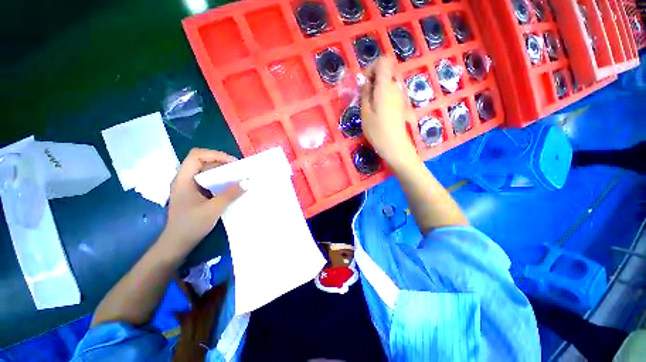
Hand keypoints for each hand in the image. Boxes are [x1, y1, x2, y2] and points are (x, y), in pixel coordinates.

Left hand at [161, 148, 243, 255]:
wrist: (178, 244)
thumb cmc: (191, 225)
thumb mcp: (213, 209)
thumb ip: (230, 194)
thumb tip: (247, 182)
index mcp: (184, 179)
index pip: (197, 156)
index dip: (215, 155)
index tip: (233, 163)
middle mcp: (185, 179)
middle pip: (203, 162)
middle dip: (222, 163)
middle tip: (239, 171)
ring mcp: (190, 186)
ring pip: (207, 171)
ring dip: (223, 172)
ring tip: (238, 178)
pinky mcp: (195, 193)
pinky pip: (209, 181)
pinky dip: (221, 181)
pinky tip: (230, 187)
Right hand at [361, 57, 419, 170]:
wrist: (395, 146)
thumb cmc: (377, 131)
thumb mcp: (365, 113)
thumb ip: (365, 93)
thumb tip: (365, 81)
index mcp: (385, 87)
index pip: (383, 62)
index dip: (372, 68)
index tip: (365, 83)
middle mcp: (396, 87)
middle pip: (385, 73)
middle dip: (373, 81)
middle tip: (364, 98)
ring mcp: (401, 96)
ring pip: (387, 84)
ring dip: (377, 91)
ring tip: (370, 108)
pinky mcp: (402, 104)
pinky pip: (391, 94)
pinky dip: (383, 98)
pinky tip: (378, 112)